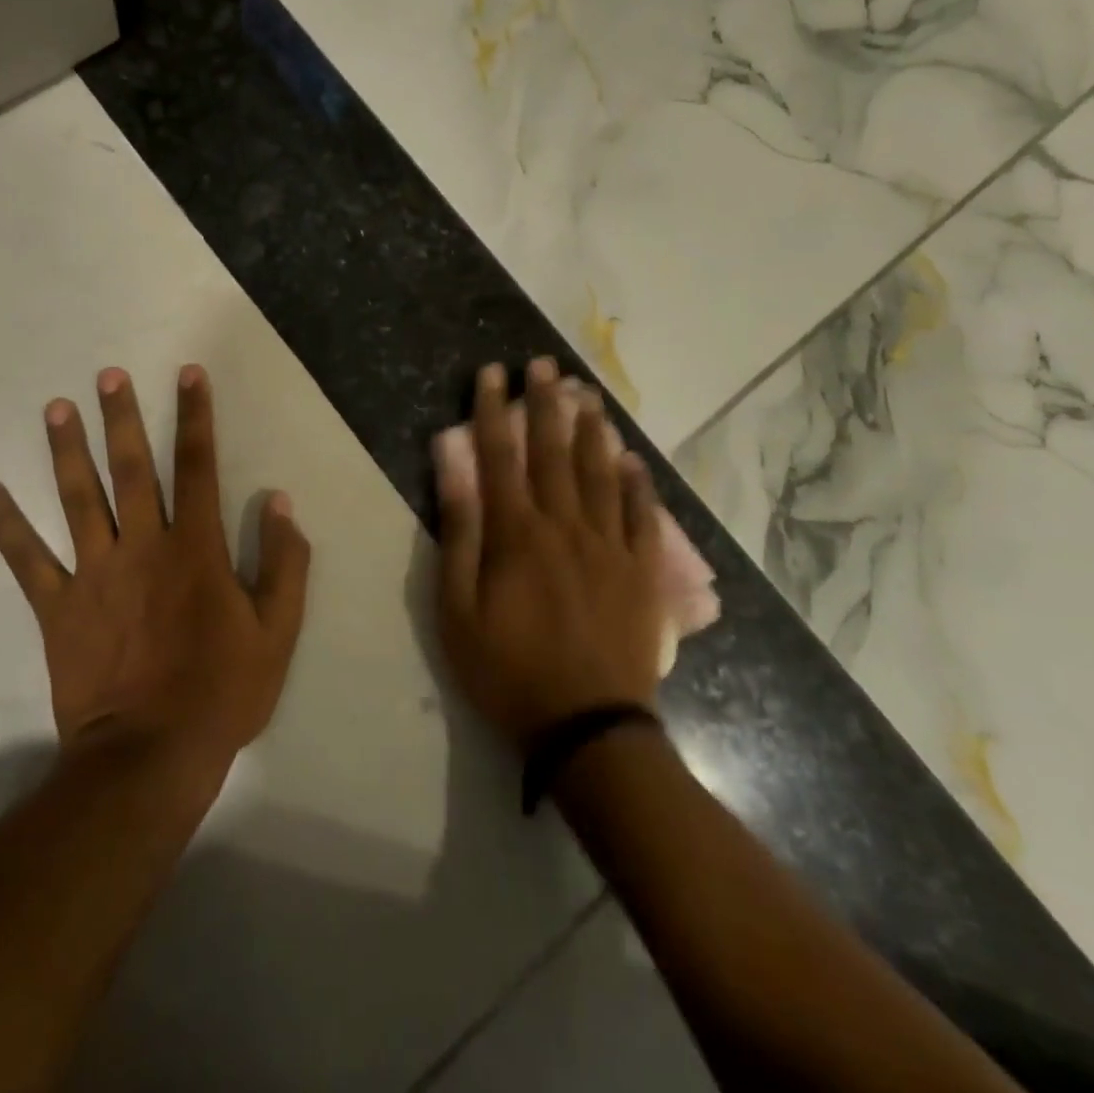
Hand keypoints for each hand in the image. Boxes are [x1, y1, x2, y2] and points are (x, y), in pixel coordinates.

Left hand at [0, 365, 310, 775]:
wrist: (150, 756)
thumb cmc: (221, 692)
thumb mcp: (277, 632)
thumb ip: (284, 563)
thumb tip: (280, 502)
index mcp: (195, 548)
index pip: (197, 466)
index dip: (195, 416)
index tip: (188, 374)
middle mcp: (142, 546)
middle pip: (130, 468)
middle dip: (122, 417)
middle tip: (107, 375)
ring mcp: (95, 574)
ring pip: (78, 499)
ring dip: (66, 450)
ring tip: (55, 408)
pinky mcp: (58, 607)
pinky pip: (26, 559)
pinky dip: (3, 524)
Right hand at [435, 358, 669, 746]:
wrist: (586, 727)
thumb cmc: (507, 669)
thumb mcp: (457, 608)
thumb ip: (458, 531)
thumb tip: (452, 465)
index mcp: (516, 533)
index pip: (500, 455)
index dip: (493, 410)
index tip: (491, 373)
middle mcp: (565, 525)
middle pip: (554, 452)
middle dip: (546, 404)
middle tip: (545, 365)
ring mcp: (609, 547)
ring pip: (600, 473)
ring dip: (591, 430)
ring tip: (586, 395)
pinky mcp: (641, 573)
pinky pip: (642, 517)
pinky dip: (637, 484)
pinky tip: (632, 459)